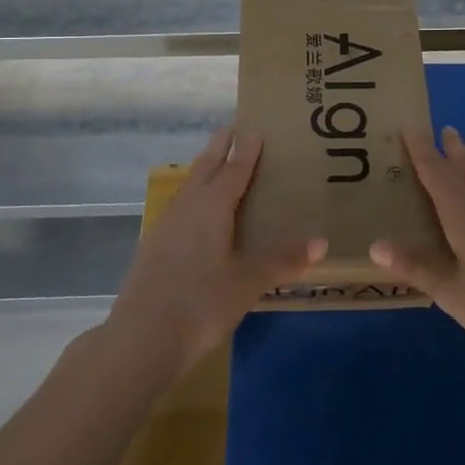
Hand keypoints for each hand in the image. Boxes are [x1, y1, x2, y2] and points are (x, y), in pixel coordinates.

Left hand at [106, 125, 325, 377]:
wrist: (143, 336)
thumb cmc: (203, 302)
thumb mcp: (250, 281)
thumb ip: (283, 260)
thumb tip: (321, 242)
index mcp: (213, 205)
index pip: (234, 168)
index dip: (246, 149)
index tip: (254, 128)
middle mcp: (188, 206)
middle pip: (206, 167)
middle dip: (219, 146)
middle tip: (231, 127)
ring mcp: (166, 225)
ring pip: (189, 186)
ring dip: (203, 170)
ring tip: (215, 164)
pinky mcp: (153, 246)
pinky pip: (179, 207)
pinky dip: (193, 197)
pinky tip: (195, 214)